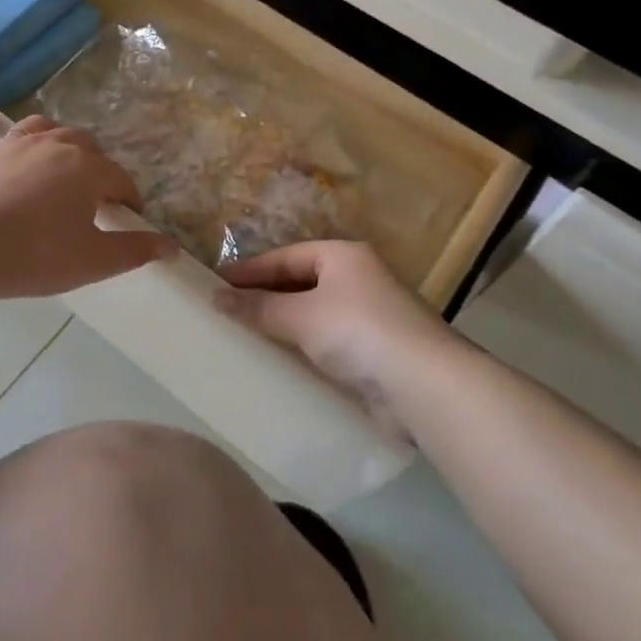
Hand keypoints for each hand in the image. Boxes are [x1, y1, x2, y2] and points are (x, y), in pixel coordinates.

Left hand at [0, 103, 175, 300]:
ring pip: (41, 127)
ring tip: (61, 152)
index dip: (129, 197)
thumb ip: (134, 251)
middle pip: (84, 144)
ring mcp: (11, 147)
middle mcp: (53, 146)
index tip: (130, 215)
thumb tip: (171, 246)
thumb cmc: (36, 256)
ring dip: (56, 136)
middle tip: (94, 193)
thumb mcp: (93, 261)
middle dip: (96, 163)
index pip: (119, 178)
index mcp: (86, 170)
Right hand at [217, 241, 469, 434]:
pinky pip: (329, 342)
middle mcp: (360, 279)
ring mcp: (371, 316)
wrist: (424, 384)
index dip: (251, 269)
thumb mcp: (301, 315)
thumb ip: (258, 307)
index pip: (287, 257)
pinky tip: (282, 361)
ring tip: (247, 334)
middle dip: (266, 296)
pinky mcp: (376, 352)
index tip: (217, 283)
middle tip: (228, 309)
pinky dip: (304, 347)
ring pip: (315, 314)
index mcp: (344, 256)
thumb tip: (216, 298)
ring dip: (284, 324)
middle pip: (302, 282)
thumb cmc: (358, 331)